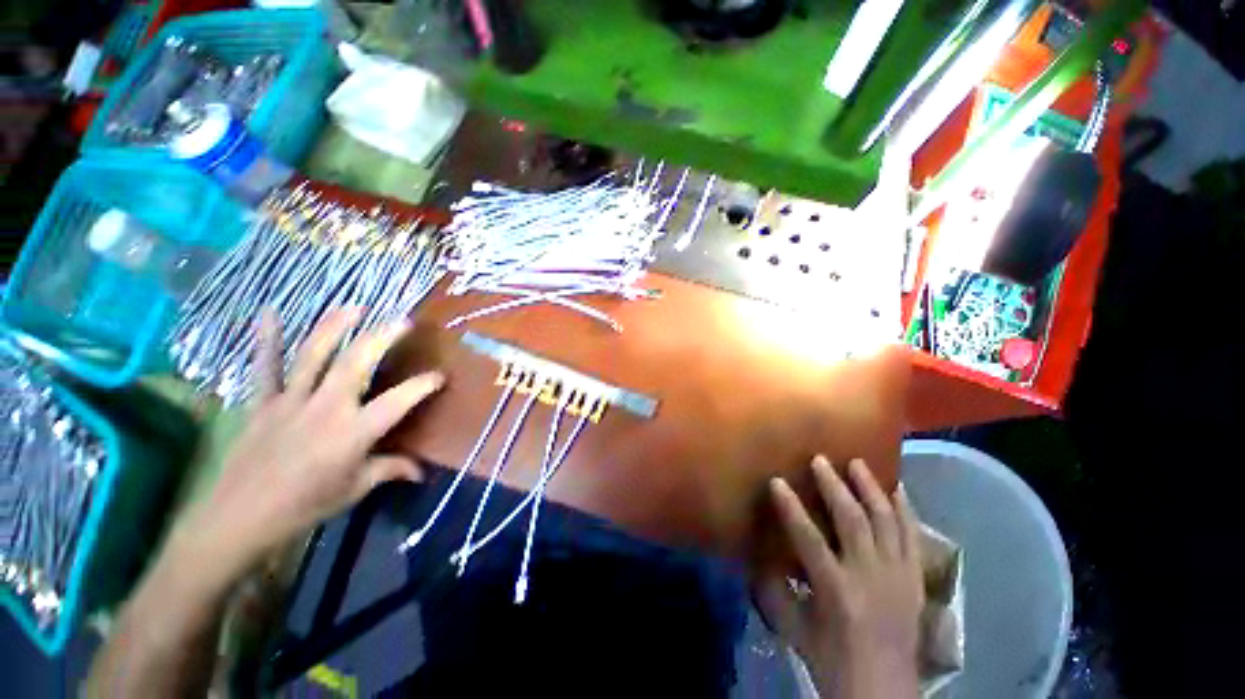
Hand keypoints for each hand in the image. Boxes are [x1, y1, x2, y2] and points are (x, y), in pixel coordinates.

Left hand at [176, 308, 443, 583]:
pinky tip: (270, 313)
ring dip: (335, 327)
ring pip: (314, 355)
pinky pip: (265, 367)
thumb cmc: (304, 506)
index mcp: (354, 432)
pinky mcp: (262, 403)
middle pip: (357, 363)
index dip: (424, 385)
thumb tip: (421, 472)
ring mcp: (291, 401)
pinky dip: (268, 339)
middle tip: (402, 321)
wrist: (238, 520)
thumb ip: (390, 471)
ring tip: (354, 307)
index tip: (440, 376)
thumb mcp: (354, 489)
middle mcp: (326, 408)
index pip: (399, 400)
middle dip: (382, 337)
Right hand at [757, 457, 923, 698]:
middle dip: (834, 485)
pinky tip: (897, 488)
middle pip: (853, 520)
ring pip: (886, 521)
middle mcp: (870, 576)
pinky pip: (913, 535)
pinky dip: (905, 509)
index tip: (777, 480)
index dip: (790, 506)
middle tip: (820, 460)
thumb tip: (756, 557)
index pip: (808, 537)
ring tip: (857, 463)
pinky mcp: (915, 578)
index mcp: (836, 590)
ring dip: (870, 488)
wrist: (884, 689)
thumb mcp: (793, 628)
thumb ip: (773, 590)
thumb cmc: (832, 659)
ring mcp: (898, 575)